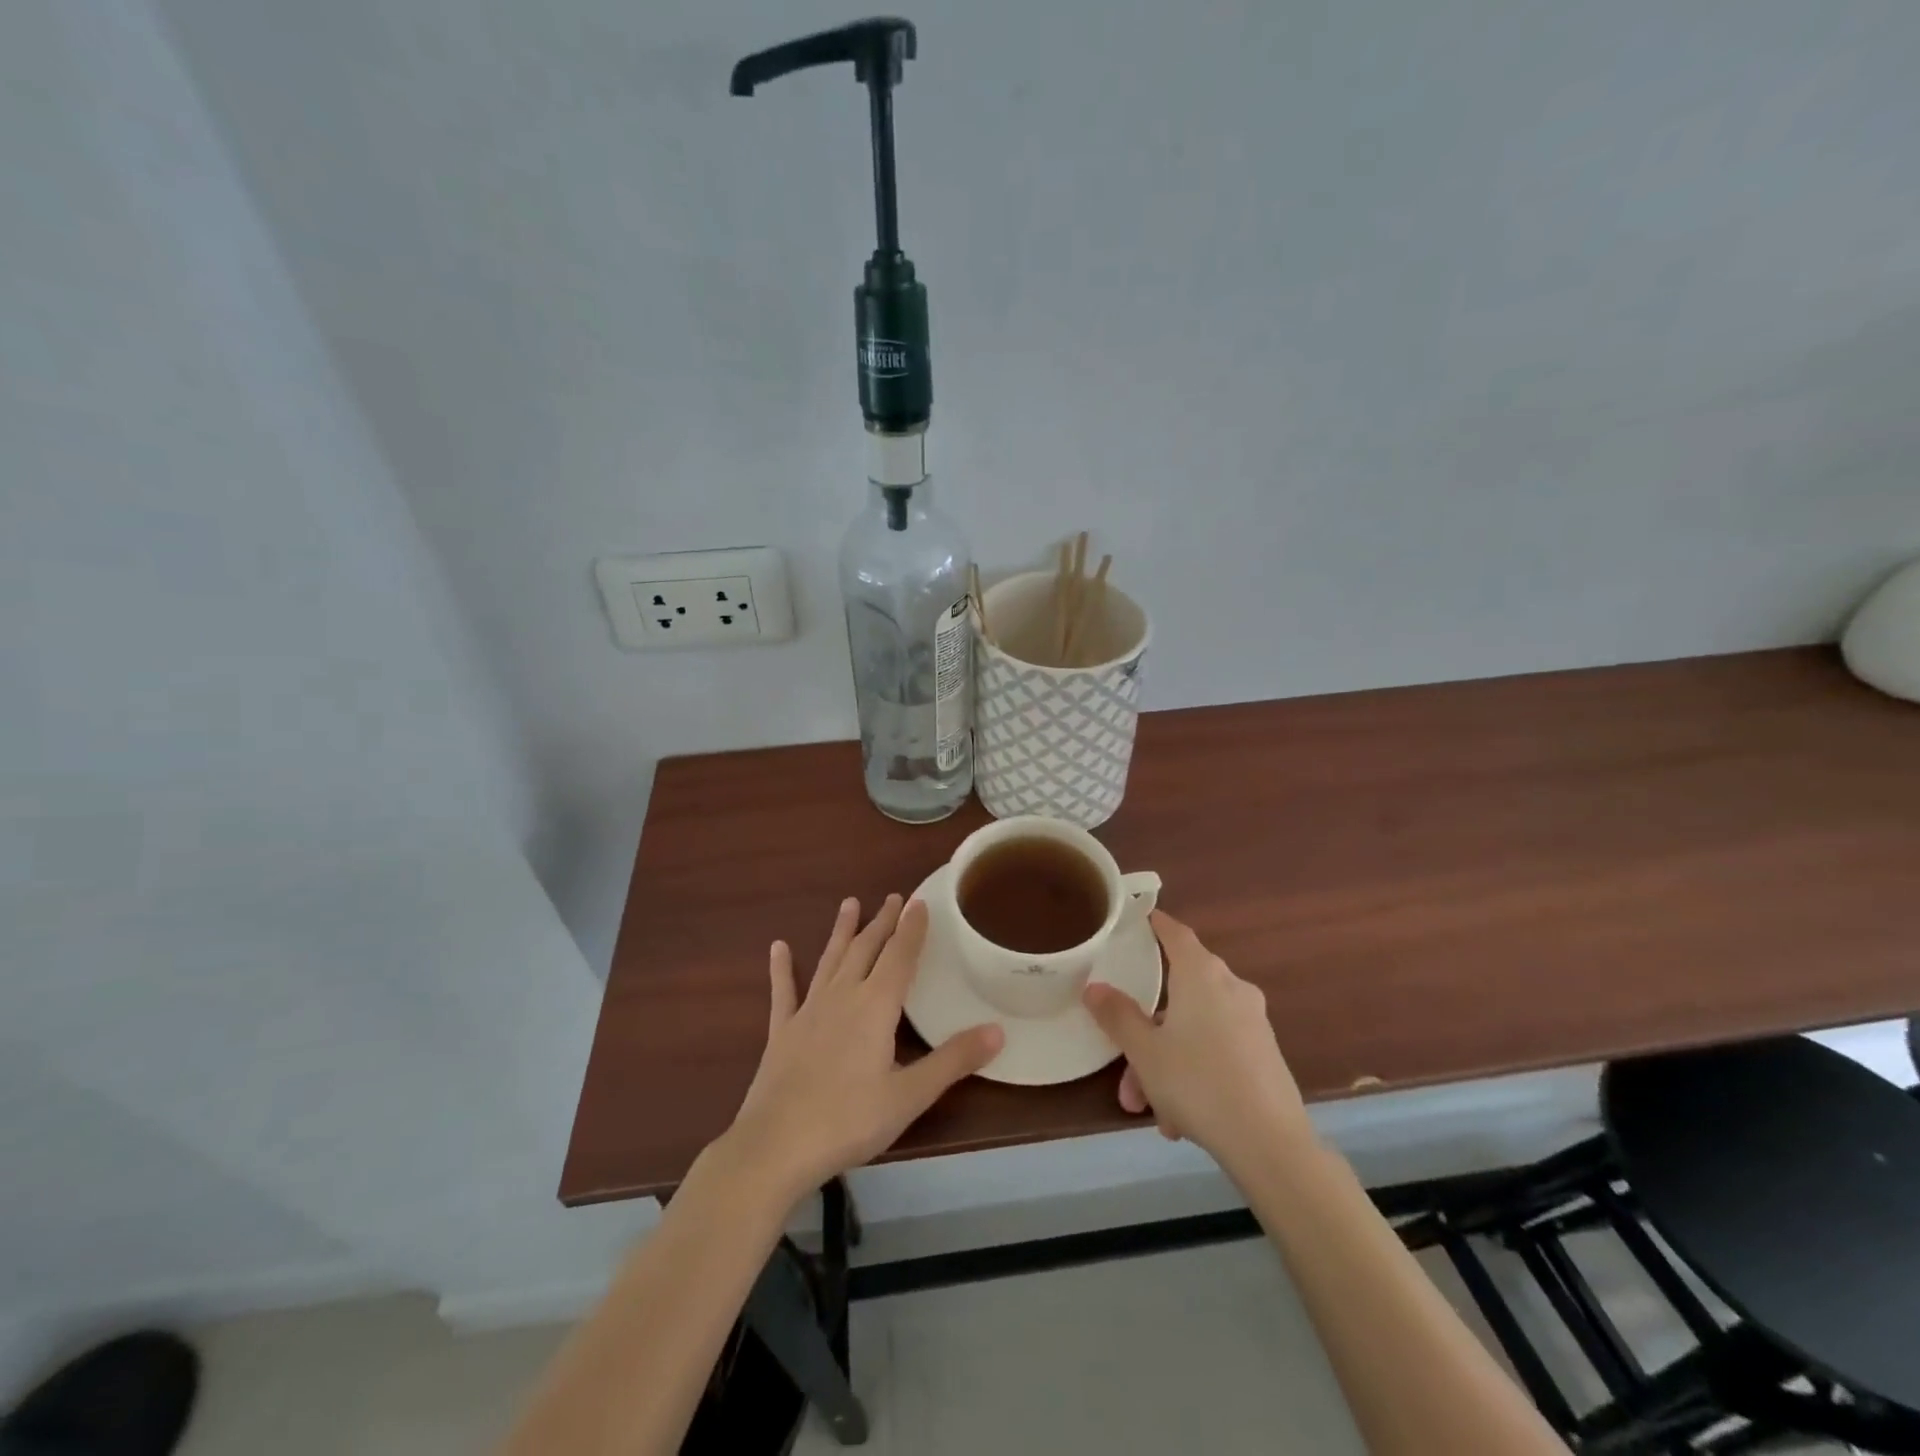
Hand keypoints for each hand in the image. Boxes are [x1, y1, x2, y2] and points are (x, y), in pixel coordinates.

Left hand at [726, 895, 1002, 1205]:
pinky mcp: (781, 1032)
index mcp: (875, 1007)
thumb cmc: (849, 1121)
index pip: (899, 957)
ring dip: (841, 932)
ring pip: (830, 961)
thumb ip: (953, 1060)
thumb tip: (998, 1030)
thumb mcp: (910, 1096)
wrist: (776, 1147)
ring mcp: (808, 1012)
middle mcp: (842, 997)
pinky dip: (782, 968)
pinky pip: (783, 992)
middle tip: (893, 897)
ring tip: (849, 904)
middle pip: (866, 950)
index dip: (911, 929)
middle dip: (882, 922)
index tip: (919, 901)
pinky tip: (778, 947)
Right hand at [1084, 910, 1311, 1174]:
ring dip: (1167, 1061)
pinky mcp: (1265, 1054)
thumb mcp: (1145, 1051)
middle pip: (1180, 992)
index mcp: (1201, 975)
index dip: (1155, 923)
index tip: (1138, 919)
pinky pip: (1217, 1051)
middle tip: (1125, 1063)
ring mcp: (1253, 1021)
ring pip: (1196, 1029)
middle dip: (1148, 1029)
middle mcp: (1231, 988)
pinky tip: (1180, 1119)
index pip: (1175, 933)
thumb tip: (1094, 987)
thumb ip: (1117, 1016)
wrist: (1271, 1144)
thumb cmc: (1198, 1082)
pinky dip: (1194, 1073)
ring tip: (1150, 1107)